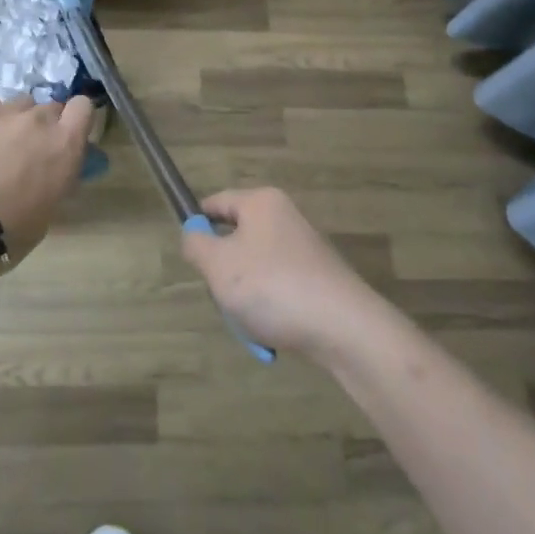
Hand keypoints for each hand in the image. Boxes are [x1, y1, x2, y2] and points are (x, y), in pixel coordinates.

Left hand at [0, 94, 94, 266]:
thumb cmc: (7, 233)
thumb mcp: (46, 213)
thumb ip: (55, 181)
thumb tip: (50, 174)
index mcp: (65, 146)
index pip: (84, 108)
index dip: (77, 120)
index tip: (68, 139)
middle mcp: (39, 121)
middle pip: (51, 107)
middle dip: (46, 125)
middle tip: (32, 152)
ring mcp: (5, 114)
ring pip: (22, 103)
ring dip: (19, 120)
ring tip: (2, 144)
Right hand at [182, 187, 387, 359]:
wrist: (344, 328)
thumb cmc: (272, 286)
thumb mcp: (218, 264)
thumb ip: (195, 244)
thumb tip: (193, 234)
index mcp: (261, 202)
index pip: (216, 202)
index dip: (197, 225)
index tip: (190, 258)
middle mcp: (284, 218)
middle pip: (235, 238)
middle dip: (223, 270)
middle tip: (221, 294)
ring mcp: (303, 250)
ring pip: (254, 269)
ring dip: (244, 297)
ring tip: (250, 320)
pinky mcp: (316, 279)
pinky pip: (277, 289)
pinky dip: (269, 309)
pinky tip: (272, 331)